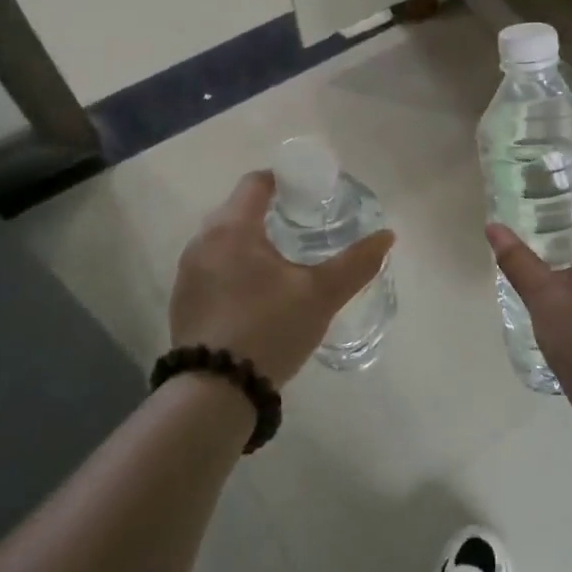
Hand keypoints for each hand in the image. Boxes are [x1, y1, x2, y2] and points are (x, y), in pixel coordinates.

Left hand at [170, 171, 394, 386]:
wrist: (215, 391)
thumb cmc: (269, 328)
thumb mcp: (321, 294)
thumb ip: (356, 262)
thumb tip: (387, 235)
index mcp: (233, 227)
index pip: (256, 182)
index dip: (284, 180)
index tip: (310, 191)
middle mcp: (203, 240)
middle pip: (238, 209)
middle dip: (271, 211)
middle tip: (304, 225)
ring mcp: (188, 272)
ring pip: (224, 240)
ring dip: (251, 241)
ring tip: (283, 260)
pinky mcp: (183, 300)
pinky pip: (213, 267)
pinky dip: (235, 267)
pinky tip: (257, 293)